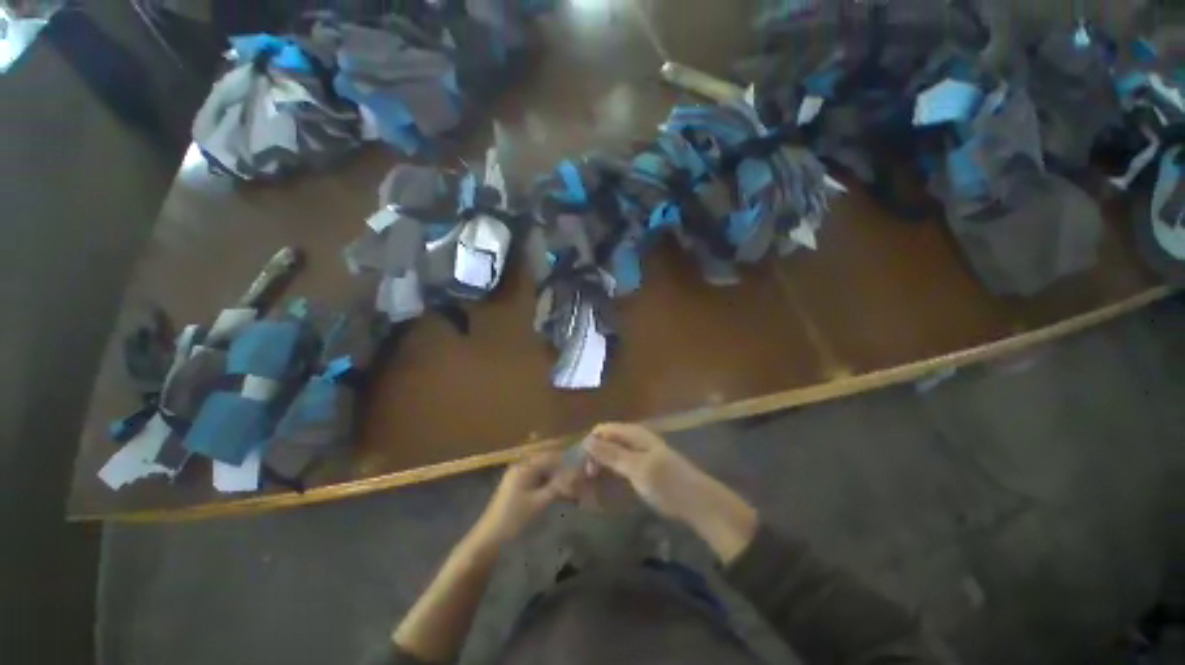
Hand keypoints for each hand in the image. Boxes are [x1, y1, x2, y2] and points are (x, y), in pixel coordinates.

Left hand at [467, 452, 572, 552]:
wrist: (490, 538)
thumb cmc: (514, 519)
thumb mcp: (539, 503)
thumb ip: (558, 486)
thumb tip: (576, 474)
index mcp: (525, 466)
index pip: (551, 456)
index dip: (568, 461)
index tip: (583, 467)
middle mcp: (522, 466)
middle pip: (548, 462)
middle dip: (564, 468)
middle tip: (580, 477)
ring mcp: (520, 475)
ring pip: (545, 471)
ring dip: (558, 477)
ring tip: (574, 485)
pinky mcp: (519, 486)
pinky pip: (539, 478)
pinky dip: (550, 483)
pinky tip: (561, 492)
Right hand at [583, 423, 757, 563]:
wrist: (697, 502)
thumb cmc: (667, 482)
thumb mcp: (637, 468)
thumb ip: (611, 454)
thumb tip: (586, 440)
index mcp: (634, 433)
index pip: (603, 430)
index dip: (590, 444)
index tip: (581, 467)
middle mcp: (634, 439)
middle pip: (606, 441)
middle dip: (593, 457)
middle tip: (584, 482)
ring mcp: (639, 454)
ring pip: (611, 455)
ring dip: (600, 468)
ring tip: (590, 488)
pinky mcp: (642, 469)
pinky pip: (620, 466)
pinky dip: (610, 474)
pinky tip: (604, 489)